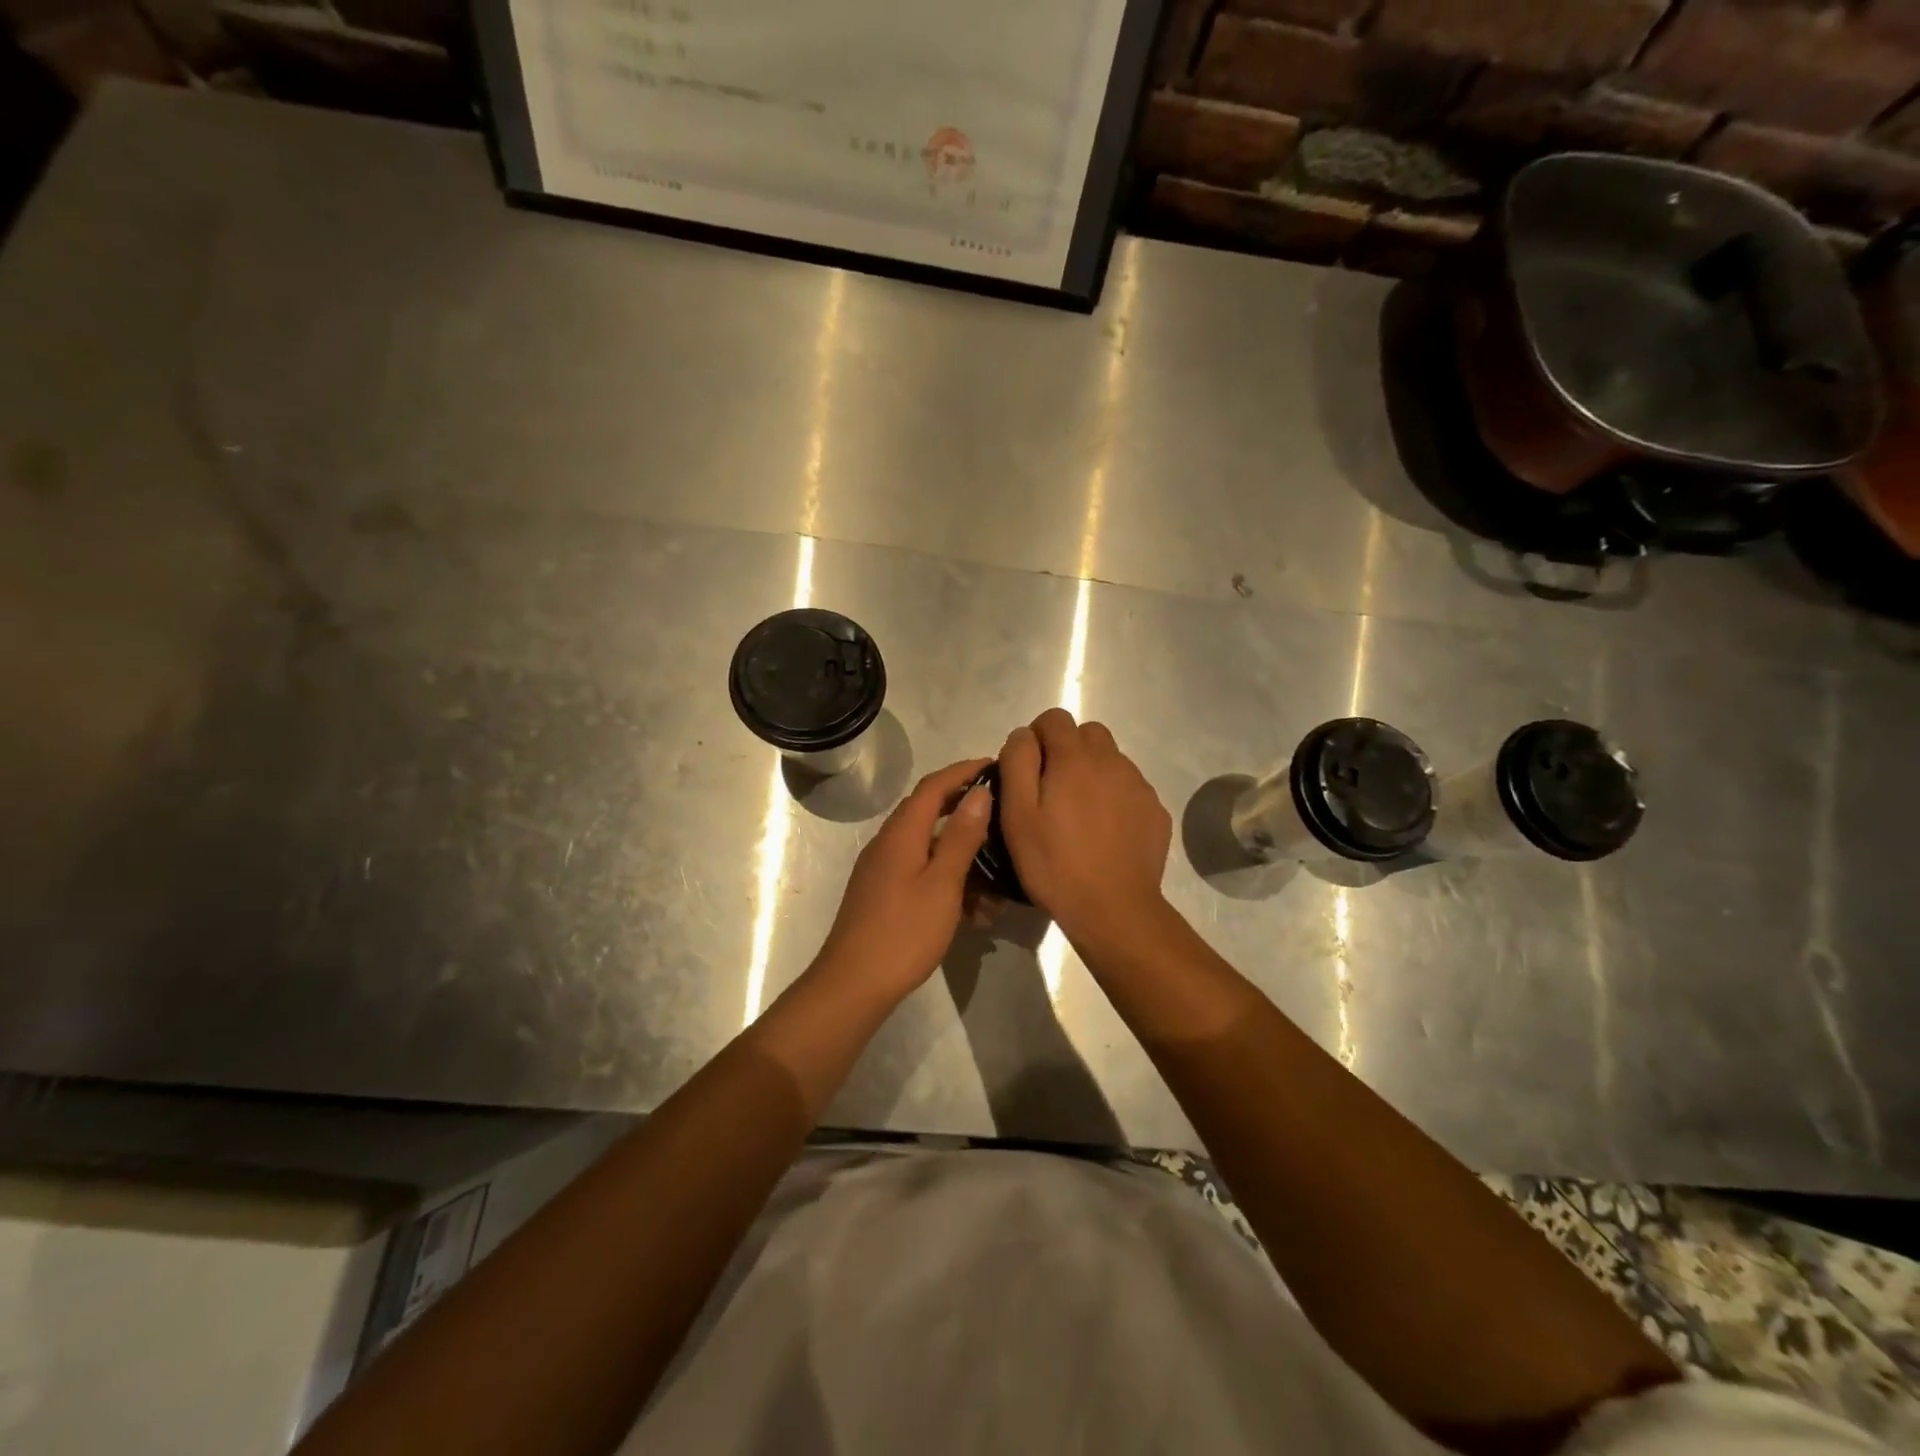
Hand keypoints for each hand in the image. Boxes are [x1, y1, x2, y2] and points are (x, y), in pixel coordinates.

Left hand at [812, 757, 994, 1005]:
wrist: (854, 984)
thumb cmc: (904, 931)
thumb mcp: (942, 883)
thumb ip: (961, 836)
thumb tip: (979, 792)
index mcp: (902, 832)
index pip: (934, 785)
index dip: (964, 771)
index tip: (995, 765)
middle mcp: (889, 842)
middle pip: (930, 812)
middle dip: (967, 812)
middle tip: (1003, 816)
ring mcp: (884, 869)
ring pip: (929, 848)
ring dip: (963, 858)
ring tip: (998, 883)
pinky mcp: (884, 894)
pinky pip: (922, 873)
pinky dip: (948, 881)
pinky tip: (975, 912)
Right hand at [998, 709, 1170, 942]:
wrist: (1114, 909)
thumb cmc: (1055, 863)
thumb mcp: (1017, 814)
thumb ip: (1016, 763)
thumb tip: (1023, 735)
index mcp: (1074, 758)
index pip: (1054, 717)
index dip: (1036, 737)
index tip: (1027, 770)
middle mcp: (1112, 761)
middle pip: (1087, 733)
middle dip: (1067, 749)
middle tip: (1052, 790)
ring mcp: (1138, 785)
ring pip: (1111, 759)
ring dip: (1092, 772)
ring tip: (1079, 814)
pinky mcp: (1155, 810)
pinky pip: (1130, 788)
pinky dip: (1114, 797)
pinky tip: (1104, 832)